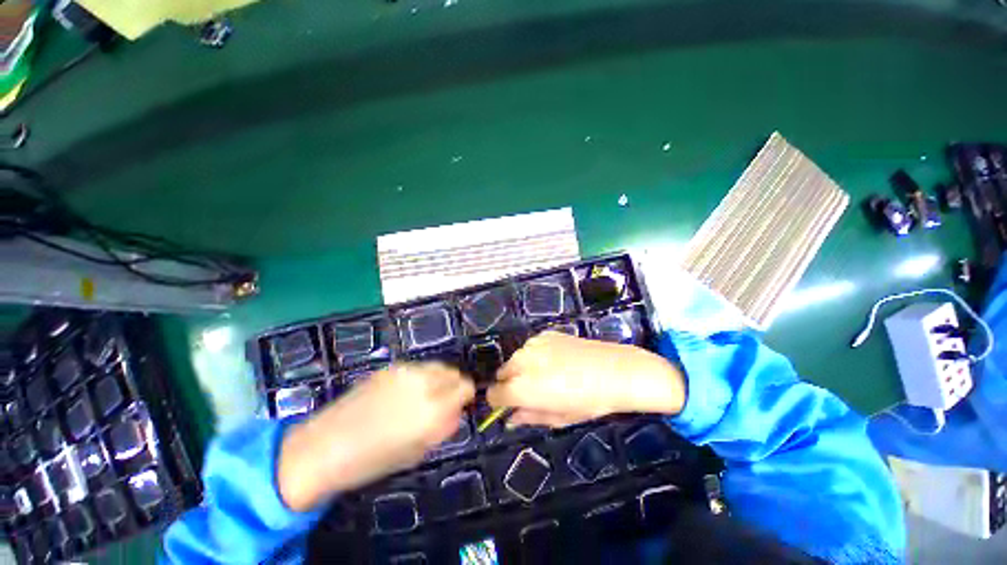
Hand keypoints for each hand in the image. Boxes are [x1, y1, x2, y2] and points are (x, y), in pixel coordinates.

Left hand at [278, 362, 474, 511]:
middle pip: (453, 372)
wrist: (324, 447)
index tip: (461, 405)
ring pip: (437, 366)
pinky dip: (421, 376)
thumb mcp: (417, 453)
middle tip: (444, 402)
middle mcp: (423, 383)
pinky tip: (405, 392)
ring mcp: (406, 371)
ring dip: (439, 378)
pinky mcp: (390, 367)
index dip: (466, 396)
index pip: (465, 387)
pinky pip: (417, 367)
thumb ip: (443, 428)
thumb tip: (457, 411)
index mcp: (433, 409)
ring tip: (425, 396)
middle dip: (454, 385)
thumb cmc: (372, 461)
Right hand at [486, 331, 684, 427]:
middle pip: (502, 373)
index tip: (511, 405)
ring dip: (524, 367)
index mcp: (520, 387)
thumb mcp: (558, 418)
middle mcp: (520, 361)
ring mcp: (533, 344)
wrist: (615, 370)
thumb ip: (528, 417)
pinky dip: (536, 355)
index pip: (493, 394)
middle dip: (511, 383)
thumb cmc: (589, 401)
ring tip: (548, 374)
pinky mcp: (545, 333)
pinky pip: (531, 346)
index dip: (500, 402)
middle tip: (533, 391)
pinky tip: (557, 360)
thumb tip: (510, 418)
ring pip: (516, 358)